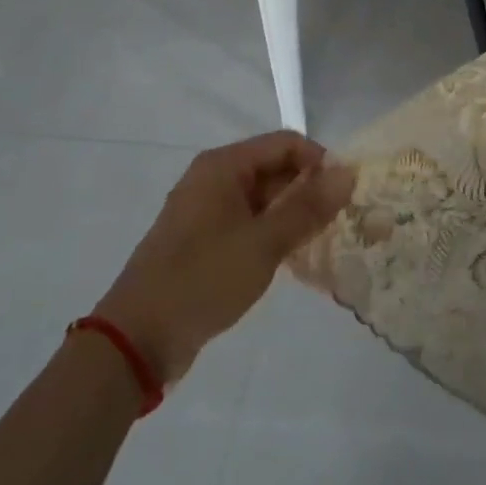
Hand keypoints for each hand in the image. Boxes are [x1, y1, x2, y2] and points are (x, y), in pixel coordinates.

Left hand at [95, 133, 354, 383]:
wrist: (137, 341)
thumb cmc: (202, 279)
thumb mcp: (263, 243)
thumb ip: (308, 207)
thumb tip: (349, 172)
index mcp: (223, 165)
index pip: (286, 143)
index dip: (319, 162)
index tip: (345, 194)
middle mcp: (214, 178)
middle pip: (275, 168)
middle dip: (309, 190)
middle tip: (340, 221)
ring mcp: (207, 210)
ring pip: (264, 198)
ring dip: (293, 215)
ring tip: (322, 241)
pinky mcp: (204, 240)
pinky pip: (249, 222)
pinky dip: (272, 233)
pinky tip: (293, 258)